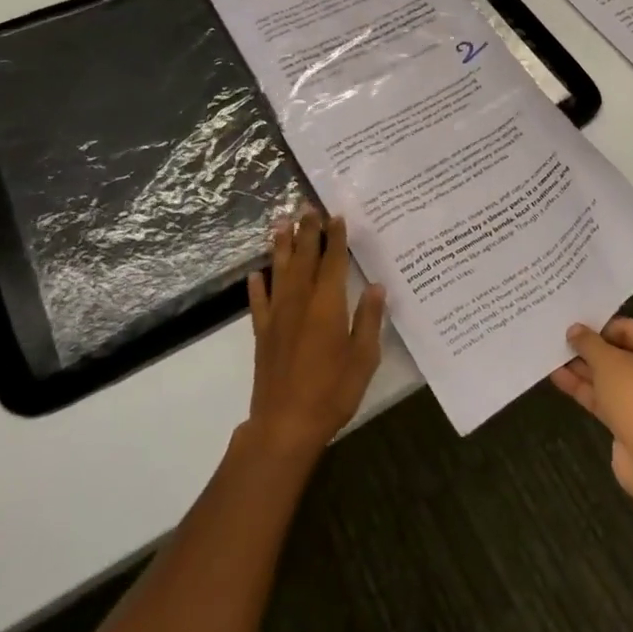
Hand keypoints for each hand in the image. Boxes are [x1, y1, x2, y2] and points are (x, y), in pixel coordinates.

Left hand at [245, 208, 385, 458]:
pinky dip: (256, 285)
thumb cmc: (332, 392)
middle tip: (308, 207)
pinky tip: (255, 273)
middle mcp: (300, 302)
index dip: (335, 237)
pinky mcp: (262, 334)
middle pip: (304, 258)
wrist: (284, 425)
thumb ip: (368, 320)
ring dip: (281, 246)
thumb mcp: (364, 358)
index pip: (332, 261)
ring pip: (279, 272)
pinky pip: (258, 302)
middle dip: (308, 231)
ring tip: (281, 223)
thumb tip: (376, 287)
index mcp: (328, 305)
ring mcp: (277, 317)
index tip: (336, 215)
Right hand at [551, 319, 632, 502]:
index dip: (601, 327)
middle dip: (591, 351)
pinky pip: (610, 400)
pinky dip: (588, 390)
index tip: (574, 327)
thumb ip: (589, 343)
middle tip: (561, 341)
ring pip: (614, 379)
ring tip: (553, 356)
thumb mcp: (609, 361)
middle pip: (623, 355)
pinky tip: (559, 378)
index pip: (631, 329)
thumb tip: (574, 329)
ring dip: (585, 370)